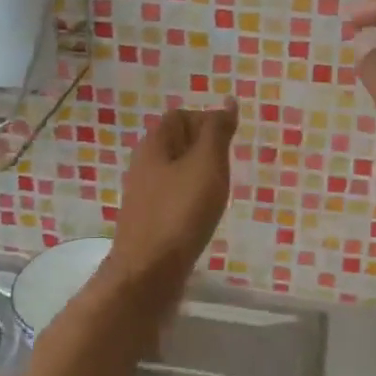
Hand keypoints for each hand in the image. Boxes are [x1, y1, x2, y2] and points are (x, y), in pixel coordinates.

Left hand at [108, 101, 239, 288]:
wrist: (149, 273)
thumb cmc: (180, 213)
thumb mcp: (206, 165)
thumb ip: (217, 132)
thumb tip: (227, 102)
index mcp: (154, 145)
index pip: (181, 116)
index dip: (207, 121)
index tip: (230, 142)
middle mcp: (144, 164)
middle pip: (177, 142)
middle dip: (205, 149)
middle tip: (228, 168)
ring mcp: (145, 194)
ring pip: (177, 172)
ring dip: (200, 176)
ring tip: (220, 192)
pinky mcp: (150, 221)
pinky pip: (174, 197)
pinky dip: (192, 199)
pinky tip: (204, 215)